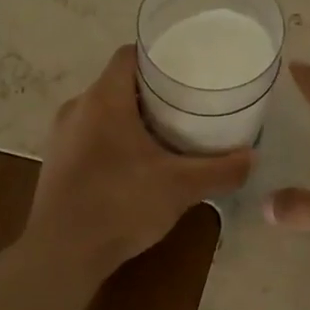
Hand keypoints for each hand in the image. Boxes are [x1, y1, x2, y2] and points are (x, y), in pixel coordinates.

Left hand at [26, 45, 253, 278]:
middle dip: (152, 91)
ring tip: (167, 133)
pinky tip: (137, 164)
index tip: (187, 67)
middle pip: (119, 83)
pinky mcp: (57, 163)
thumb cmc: (120, 205)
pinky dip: (114, 140)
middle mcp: (77, 108)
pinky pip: (90, 136)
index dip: (159, 55)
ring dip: (132, 117)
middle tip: (188, 103)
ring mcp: (61, 136)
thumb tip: (252, 158)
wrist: (62, 254)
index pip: (129, 55)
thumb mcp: (180, 187)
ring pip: (103, 111)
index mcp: (104, 99)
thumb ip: (220, 170)